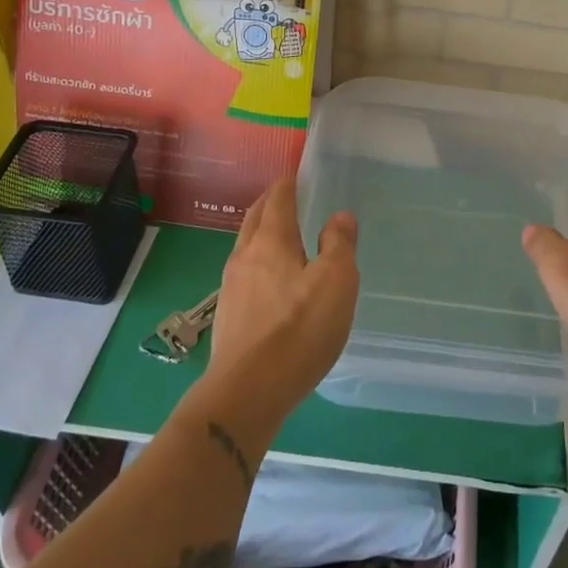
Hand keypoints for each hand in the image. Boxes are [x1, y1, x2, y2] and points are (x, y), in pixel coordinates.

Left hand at [207, 179, 358, 411]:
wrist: (247, 391)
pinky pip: (245, 274)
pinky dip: (259, 263)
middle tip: (289, 198)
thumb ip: (339, 244)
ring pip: (247, 246)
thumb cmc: (299, 329)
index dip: (288, 183)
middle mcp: (245, 255)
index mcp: (271, 240)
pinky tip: (272, 282)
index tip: (298, 175)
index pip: (278, 198)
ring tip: (283, 238)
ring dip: (263, 233)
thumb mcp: (336, 281)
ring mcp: (231, 286)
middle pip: (255, 217)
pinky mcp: (227, 315)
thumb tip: (340, 216)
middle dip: (271, 203)